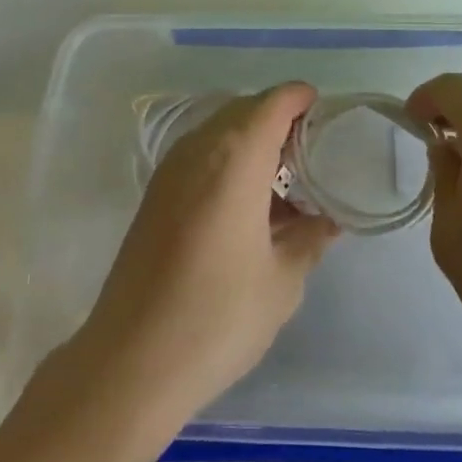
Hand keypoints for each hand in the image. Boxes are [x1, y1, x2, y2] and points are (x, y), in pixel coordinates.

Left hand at [73, 82, 338, 425]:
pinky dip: (230, 161)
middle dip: (281, 120)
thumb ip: (310, 238)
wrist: (131, 361)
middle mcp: (199, 148)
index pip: (274, 102)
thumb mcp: (282, 281)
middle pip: (246, 110)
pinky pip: (202, 155)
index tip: (329, 117)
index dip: (303, 99)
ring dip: (253, 141)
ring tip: (286, 181)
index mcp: (235, 157)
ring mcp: (171, 169)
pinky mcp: (156, 193)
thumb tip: (329, 219)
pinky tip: (249, 204)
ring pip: (221, 131)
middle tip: (314, 153)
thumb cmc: (218, 316)